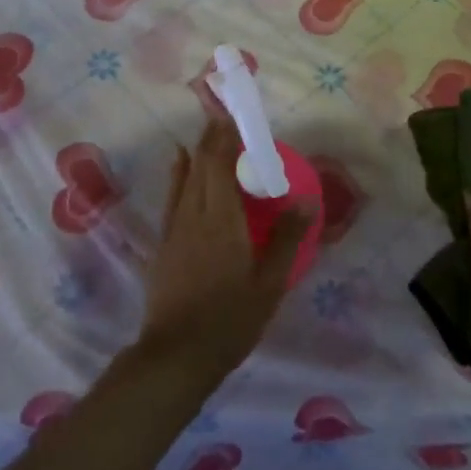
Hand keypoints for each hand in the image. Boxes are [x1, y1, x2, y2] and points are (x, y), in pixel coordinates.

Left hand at [138, 117, 310, 386]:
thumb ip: (287, 239)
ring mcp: (174, 228)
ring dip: (197, 151)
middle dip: (213, 137)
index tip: (235, 114)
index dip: (226, 135)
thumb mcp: (270, 284)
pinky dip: (179, 173)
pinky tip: (180, 166)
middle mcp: (194, 213)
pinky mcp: (164, 243)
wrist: (176, 355)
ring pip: (184, 176)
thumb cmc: (230, 320)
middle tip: (227, 118)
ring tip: (208, 133)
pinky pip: (173, 195)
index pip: (220, 162)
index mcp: (221, 218)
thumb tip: (306, 201)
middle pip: (201, 163)